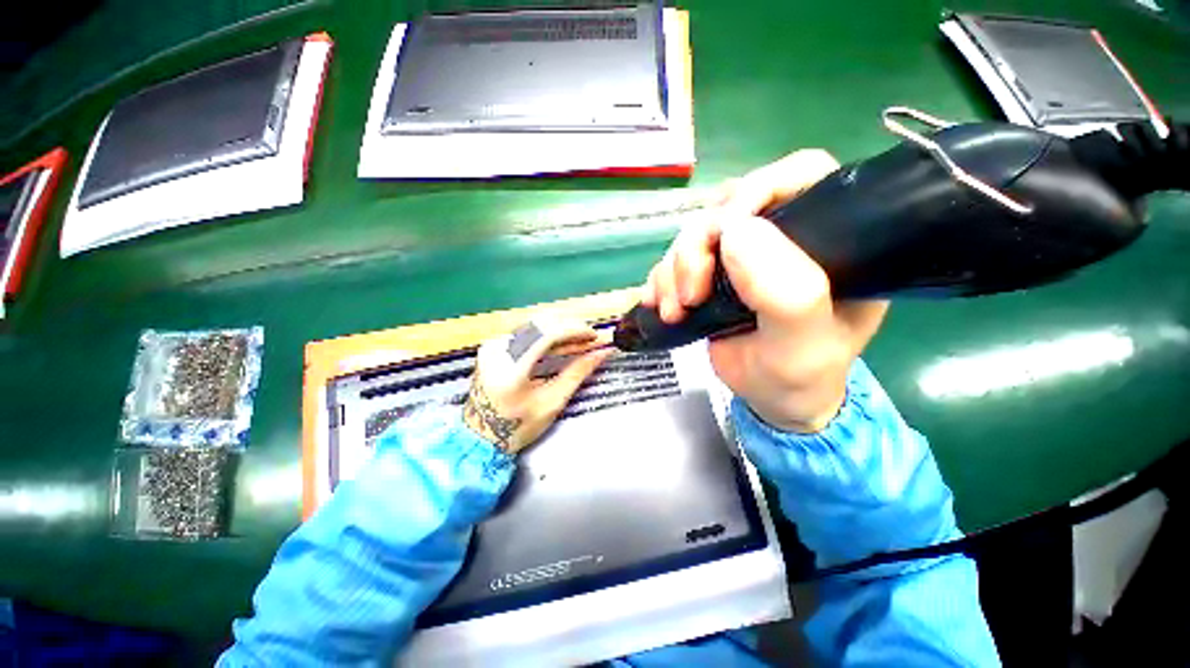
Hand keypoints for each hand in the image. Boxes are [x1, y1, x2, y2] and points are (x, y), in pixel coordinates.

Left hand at [463, 318, 612, 453]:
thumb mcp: (552, 402)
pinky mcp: (494, 346)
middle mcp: (498, 349)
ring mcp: (493, 345)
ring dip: (562, 332)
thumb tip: (601, 353)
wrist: (481, 436)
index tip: (594, 336)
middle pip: (541, 325)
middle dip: (571, 329)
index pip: (547, 334)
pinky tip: (564, 345)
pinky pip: (527, 334)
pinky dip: (548, 337)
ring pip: (535, 326)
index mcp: (510, 367)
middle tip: (592, 339)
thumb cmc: (517, 427)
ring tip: (582, 343)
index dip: (575, 330)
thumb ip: (577, 373)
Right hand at [642, 150, 888, 432]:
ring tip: (675, 310)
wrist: (772, 401)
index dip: (758, 188)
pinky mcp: (712, 273)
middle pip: (729, 205)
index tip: (724, 230)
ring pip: (694, 233)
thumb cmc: (800, 375)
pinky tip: (662, 307)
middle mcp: (784, 238)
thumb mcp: (802, 344)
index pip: (802, 176)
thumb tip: (736, 230)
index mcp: (829, 240)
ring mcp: (742, 256)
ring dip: (674, 268)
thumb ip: (785, 292)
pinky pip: (676, 259)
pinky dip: (662, 280)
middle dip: (698, 246)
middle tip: (691, 293)